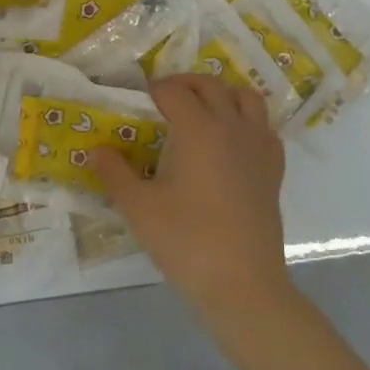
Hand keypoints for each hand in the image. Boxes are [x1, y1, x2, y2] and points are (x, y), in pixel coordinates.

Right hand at [91, 75, 288, 312]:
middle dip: (184, 84)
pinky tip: (231, 142)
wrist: (242, 286)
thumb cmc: (186, 242)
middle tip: (163, 99)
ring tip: (201, 111)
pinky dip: (247, 122)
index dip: (152, 90)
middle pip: (210, 85)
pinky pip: (264, 128)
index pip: (173, 91)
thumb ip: (115, 173)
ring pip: (246, 98)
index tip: (137, 101)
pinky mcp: (274, 170)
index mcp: (198, 129)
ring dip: (222, 94)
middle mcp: (232, 127)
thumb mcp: (138, 208)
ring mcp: (258, 148)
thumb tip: (96, 150)